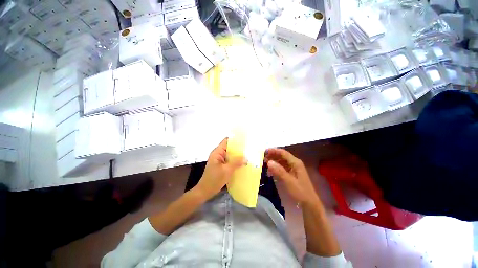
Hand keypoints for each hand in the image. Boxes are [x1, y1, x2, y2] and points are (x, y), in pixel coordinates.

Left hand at [194, 138, 245, 200]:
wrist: (205, 191)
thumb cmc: (214, 180)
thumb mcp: (227, 170)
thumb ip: (236, 162)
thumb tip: (246, 157)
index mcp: (217, 152)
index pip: (226, 141)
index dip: (235, 140)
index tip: (244, 141)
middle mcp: (218, 154)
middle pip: (229, 148)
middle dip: (238, 149)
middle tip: (249, 149)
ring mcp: (219, 160)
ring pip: (230, 155)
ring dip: (237, 156)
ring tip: (248, 155)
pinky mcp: (221, 166)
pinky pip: (229, 161)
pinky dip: (235, 161)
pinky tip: (242, 164)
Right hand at [265, 148, 318, 205]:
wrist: (309, 203)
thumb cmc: (300, 192)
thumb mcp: (289, 181)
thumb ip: (279, 171)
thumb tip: (269, 162)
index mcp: (295, 163)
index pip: (283, 153)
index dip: (273, 151)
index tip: (264, 152)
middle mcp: (294, 163)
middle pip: (282, 156)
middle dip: (272, 156)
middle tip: (263, 159)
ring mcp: (293, 169)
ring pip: (281, 162)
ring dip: (273, 162)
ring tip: (265, 164)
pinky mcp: (292, 174)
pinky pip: (282, 168)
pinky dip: (276, 168)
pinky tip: (270, 171)